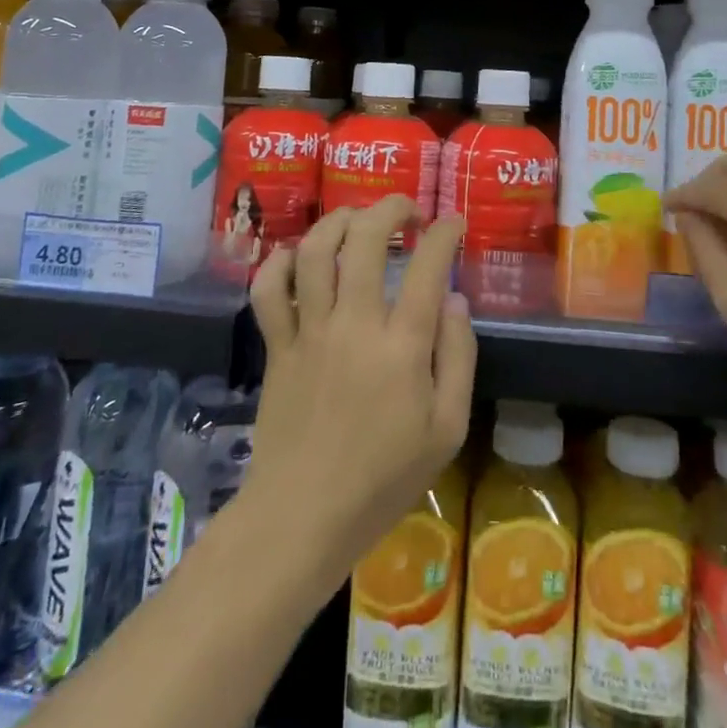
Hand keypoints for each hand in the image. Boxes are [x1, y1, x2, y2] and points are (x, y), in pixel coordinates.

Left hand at [247, 196, 475, 575]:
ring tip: (357, 219)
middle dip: (390, 208)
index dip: (444, 233)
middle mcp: (353, 325)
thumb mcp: (447, 430)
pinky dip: (279, 263)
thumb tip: (455, 300)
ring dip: (337, 221)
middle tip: (406, 210)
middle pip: (365, 239)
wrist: (302, 519)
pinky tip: (297, 256)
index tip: (452, 223)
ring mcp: (309, 332)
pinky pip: (267, 290)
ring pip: (314, 251)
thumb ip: (458, 358)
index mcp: (401, 346)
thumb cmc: (383, 479)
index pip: (428, 267)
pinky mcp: (277, 347)